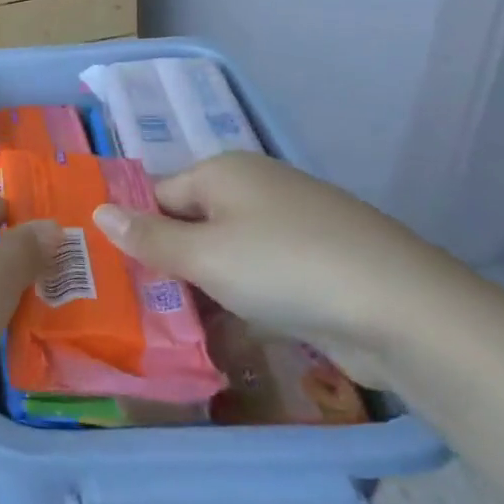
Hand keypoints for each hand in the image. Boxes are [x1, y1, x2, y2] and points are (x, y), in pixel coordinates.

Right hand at [90, 151, 471, 385]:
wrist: (405, 311)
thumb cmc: (285, 268)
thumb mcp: (203, 255)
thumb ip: (147, 237)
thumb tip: (98, 210)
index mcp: (223, 171)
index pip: (157, 194)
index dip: (134, 231)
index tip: (113, 274)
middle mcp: (255, 188)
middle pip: (191, 222)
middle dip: (168, 263)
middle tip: (138, 306)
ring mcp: (291, 224)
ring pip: (225, 253)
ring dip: (202, 287)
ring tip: (174, 326)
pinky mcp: (317, 262)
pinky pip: (260, 275)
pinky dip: (241, 299)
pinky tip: (228, 331)